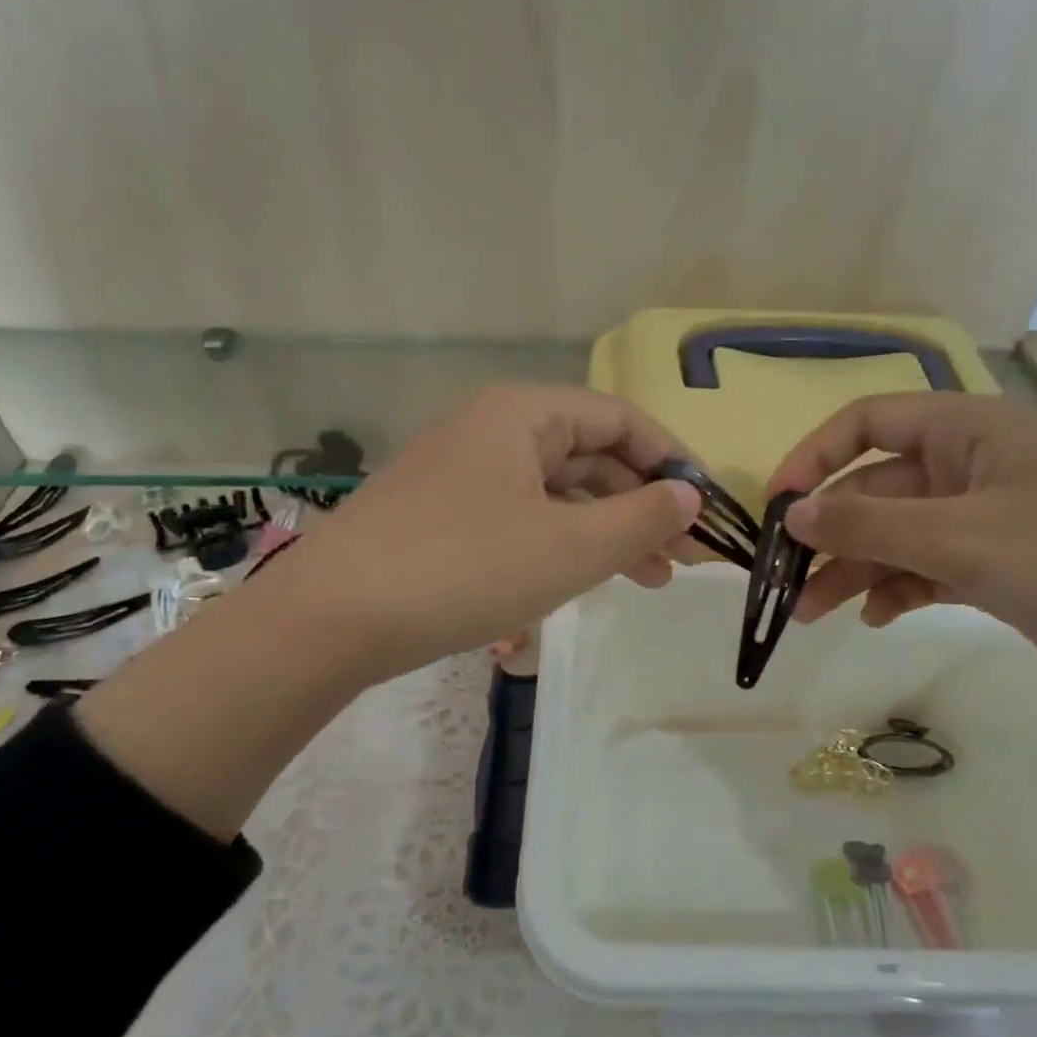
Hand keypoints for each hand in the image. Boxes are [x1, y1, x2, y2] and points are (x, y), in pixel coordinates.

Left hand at [306, 384, 699, 680]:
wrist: (331, 620)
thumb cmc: (464, 569)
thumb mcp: (570, 547)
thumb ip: (641, 518)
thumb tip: (689, 496)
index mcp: (523, 415)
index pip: (621, 419)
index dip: (672, 461)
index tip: (706, 510)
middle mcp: (493, 432)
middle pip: (591, 456)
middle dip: (643, 504)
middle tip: (685, 559)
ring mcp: (464, 475)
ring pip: (558, 494)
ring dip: (608, 531)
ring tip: (650, 581)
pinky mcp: (445, 518)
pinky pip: (523, 519)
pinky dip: (563, 545)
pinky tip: (584, 579)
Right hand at [768, 392, 1036, 704]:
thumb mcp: (962, 538)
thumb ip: (868, 525)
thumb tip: (789, 515)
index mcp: (968, 430)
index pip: (868, 422)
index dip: (814, 458)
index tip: (776, 507)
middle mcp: (973, 466)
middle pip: (877, 488)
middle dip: (830, 534)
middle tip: (785, 583)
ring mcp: (989, 519)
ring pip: (898, 535)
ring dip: (855, 570)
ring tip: (814, 614)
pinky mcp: (1002, 567)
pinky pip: (929, 568)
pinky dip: (898, 589)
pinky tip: (878, 618)